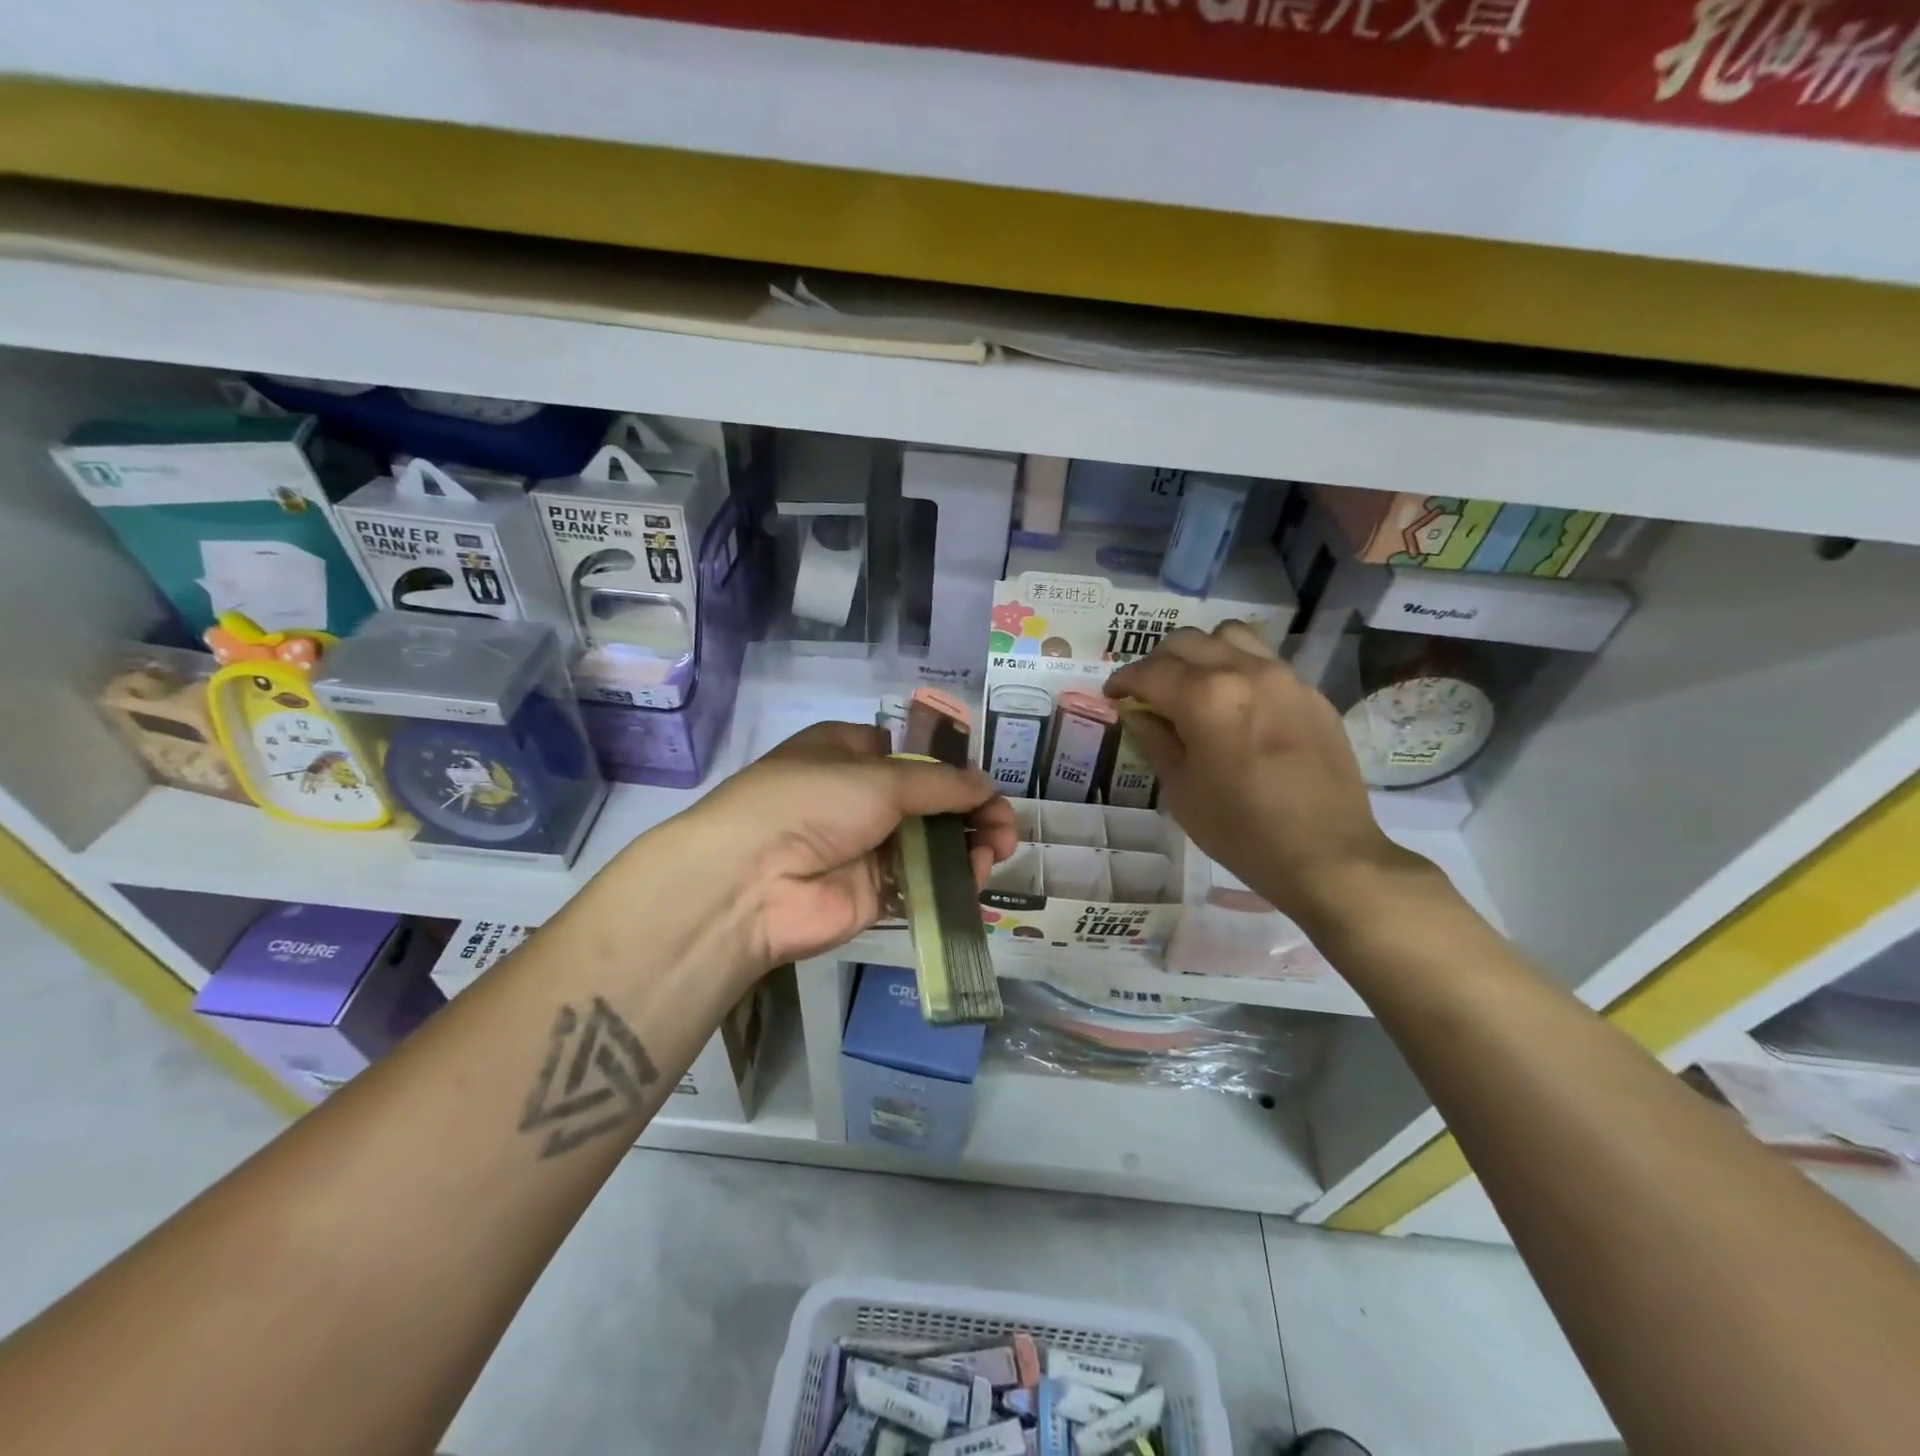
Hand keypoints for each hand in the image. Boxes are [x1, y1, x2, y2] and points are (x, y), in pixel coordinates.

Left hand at [680, 722, 1017, 970]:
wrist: (752, 881)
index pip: (915, 754)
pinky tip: (976, 875)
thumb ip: (940, 783)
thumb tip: (986, 785)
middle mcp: (860, 796)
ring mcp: (867, 846)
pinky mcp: (874, 892)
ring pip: (933, 842)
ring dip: (969, 844)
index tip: (985, 783)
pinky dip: (954, 878)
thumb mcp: (880, 777)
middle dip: (972, 810)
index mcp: (851, 752)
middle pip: (931, 800)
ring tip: (996, 850)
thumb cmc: (812, 802)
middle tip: (1004, 828)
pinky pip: (924, 880)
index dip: (954, 767)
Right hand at [1105, 622, 1422, 930]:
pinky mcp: (1310, 692)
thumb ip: (1155, 740)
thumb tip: (1137, 713)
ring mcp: (1283, 677)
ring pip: (1230, 636)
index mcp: (1205, 697)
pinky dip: (1238, 668)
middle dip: (1158, 663)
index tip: (1113, 695)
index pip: (1150, 671)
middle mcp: (1244, 672)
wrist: (1326, 854)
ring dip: (1201, 653)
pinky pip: (1264, 660)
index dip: (1123, 680)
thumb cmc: (1240, 829)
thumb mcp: (1181, 789)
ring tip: (1194, 685)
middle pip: (1187, 642)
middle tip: (1148, 693)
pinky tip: (1237, 705)